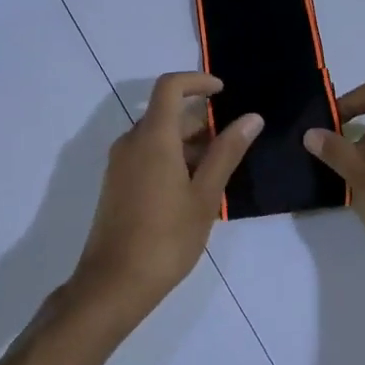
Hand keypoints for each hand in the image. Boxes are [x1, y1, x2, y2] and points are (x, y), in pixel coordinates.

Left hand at [71, 72, 260, 327]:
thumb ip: (227, 152)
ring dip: (188, 141)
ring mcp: (120, 164)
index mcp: (152, 137)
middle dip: (201, 119)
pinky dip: (172, 157)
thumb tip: (251, 118)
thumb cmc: (166, 238)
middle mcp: (131, 142)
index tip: (224, 92)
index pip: (170, 87)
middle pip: (166, 112)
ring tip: (219, 169)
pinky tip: (194, 188)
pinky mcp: (117, 184)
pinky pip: (147, 154)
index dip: (198, 81)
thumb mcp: (205, 195)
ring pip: (157, 135)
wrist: (113, 284)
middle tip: (233, 142)